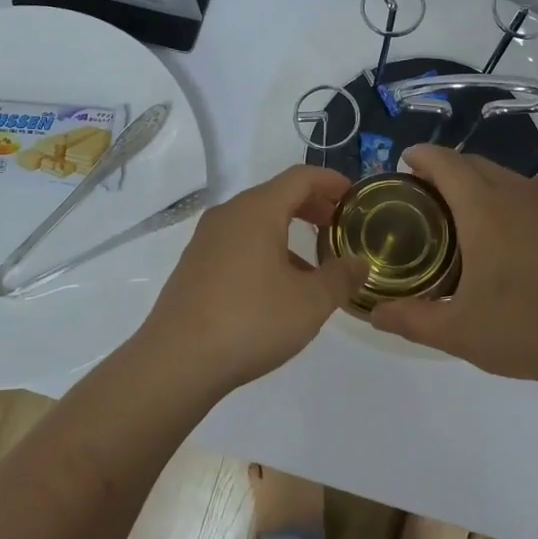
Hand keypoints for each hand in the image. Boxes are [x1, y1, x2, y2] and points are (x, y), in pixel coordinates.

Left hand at [134, 166, 368, 396]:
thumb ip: (341, 277)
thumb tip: (359, 263)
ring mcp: (206, 240)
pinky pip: (237, 243)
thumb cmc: (251, 321)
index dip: (331, 181)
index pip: (300, 177)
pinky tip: (277, 286)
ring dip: (287, 231)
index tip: (354, 196)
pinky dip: (264, 249)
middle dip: (311, 206)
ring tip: (313, 264)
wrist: (177, 361)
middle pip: (276, 195)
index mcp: (257, 211)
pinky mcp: (194, 266)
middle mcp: (228, 215)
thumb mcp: (310, 302)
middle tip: (338, 225)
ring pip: (255, 221)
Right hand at [370, 146, 537, 392]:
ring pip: (510, 175)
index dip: (422, 156)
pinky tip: (529, 216)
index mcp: (482, 211)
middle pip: (475, 165)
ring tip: (477, 213)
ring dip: (486, 183)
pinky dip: (529, 191)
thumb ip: (409, 319)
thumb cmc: (523, 331)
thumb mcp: (455, 332)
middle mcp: (517, 193)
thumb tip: (373, 312)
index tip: (406, 163)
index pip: (445, 163)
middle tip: (431, 201)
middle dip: (448, 172)